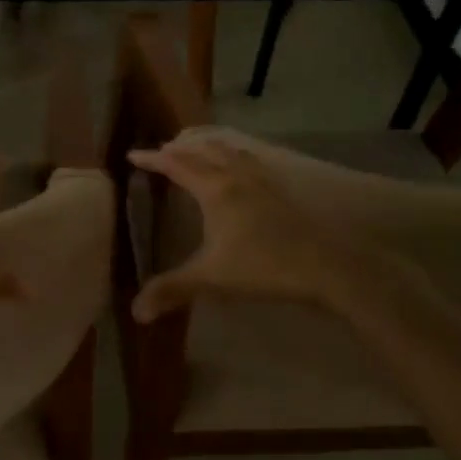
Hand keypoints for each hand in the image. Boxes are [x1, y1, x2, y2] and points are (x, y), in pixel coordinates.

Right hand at [127, 133, 388, 320]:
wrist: (327, 268)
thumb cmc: (264, 267)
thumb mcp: (211, 279)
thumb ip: (171, 290)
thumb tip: (135, 312)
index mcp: (216, 190)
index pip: (177, 166)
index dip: (153, 160)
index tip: (133, 155)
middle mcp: (238, 176)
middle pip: (204, 150)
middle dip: (180, 149)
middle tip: (162, 150)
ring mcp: (264, 181)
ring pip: (231, 151)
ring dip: (209, 147)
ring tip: (197, 150)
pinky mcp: (282, 191)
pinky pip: (251, 161)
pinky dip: (235, 156)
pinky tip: (240, 170)